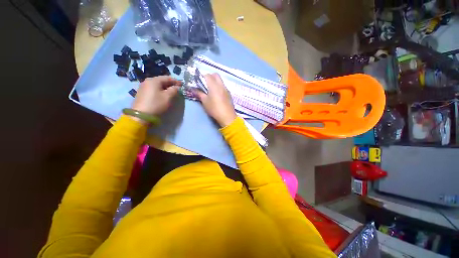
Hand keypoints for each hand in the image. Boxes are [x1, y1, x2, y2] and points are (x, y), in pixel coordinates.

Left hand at [131, 76, 179, 121]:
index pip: (167, 78)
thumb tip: (177, 87)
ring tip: (172, 92)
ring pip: (158, 85)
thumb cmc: (156, 104)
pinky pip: (154, 89)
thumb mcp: (168, 97)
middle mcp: (147, 81)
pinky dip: (160, 90)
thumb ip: (174, 90)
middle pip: (162, 80)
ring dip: (166, 88)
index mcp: (154, 80)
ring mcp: (143, 87)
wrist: (141, 115)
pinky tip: (163, 95)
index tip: (182, 85)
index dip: (176, 81)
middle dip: (170, 84)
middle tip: (178, 89)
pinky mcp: (142, 93)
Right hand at [193, 73, 236, 126]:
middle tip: (205, 84)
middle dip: (210, 77)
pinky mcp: (229, 94)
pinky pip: (223, 86)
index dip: (202, 77)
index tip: (199, 82)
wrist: (227, 116)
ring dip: (215, 82)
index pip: (207, 75)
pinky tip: (217, 95)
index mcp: (214, 85)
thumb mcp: (205, 101)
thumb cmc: (214, 108)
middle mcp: (221, 85)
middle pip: (216, 75)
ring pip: (220, 81)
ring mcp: (226, 89)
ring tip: (210, 90)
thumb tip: (194, 89)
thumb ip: (199, 93)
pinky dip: (219, 87)